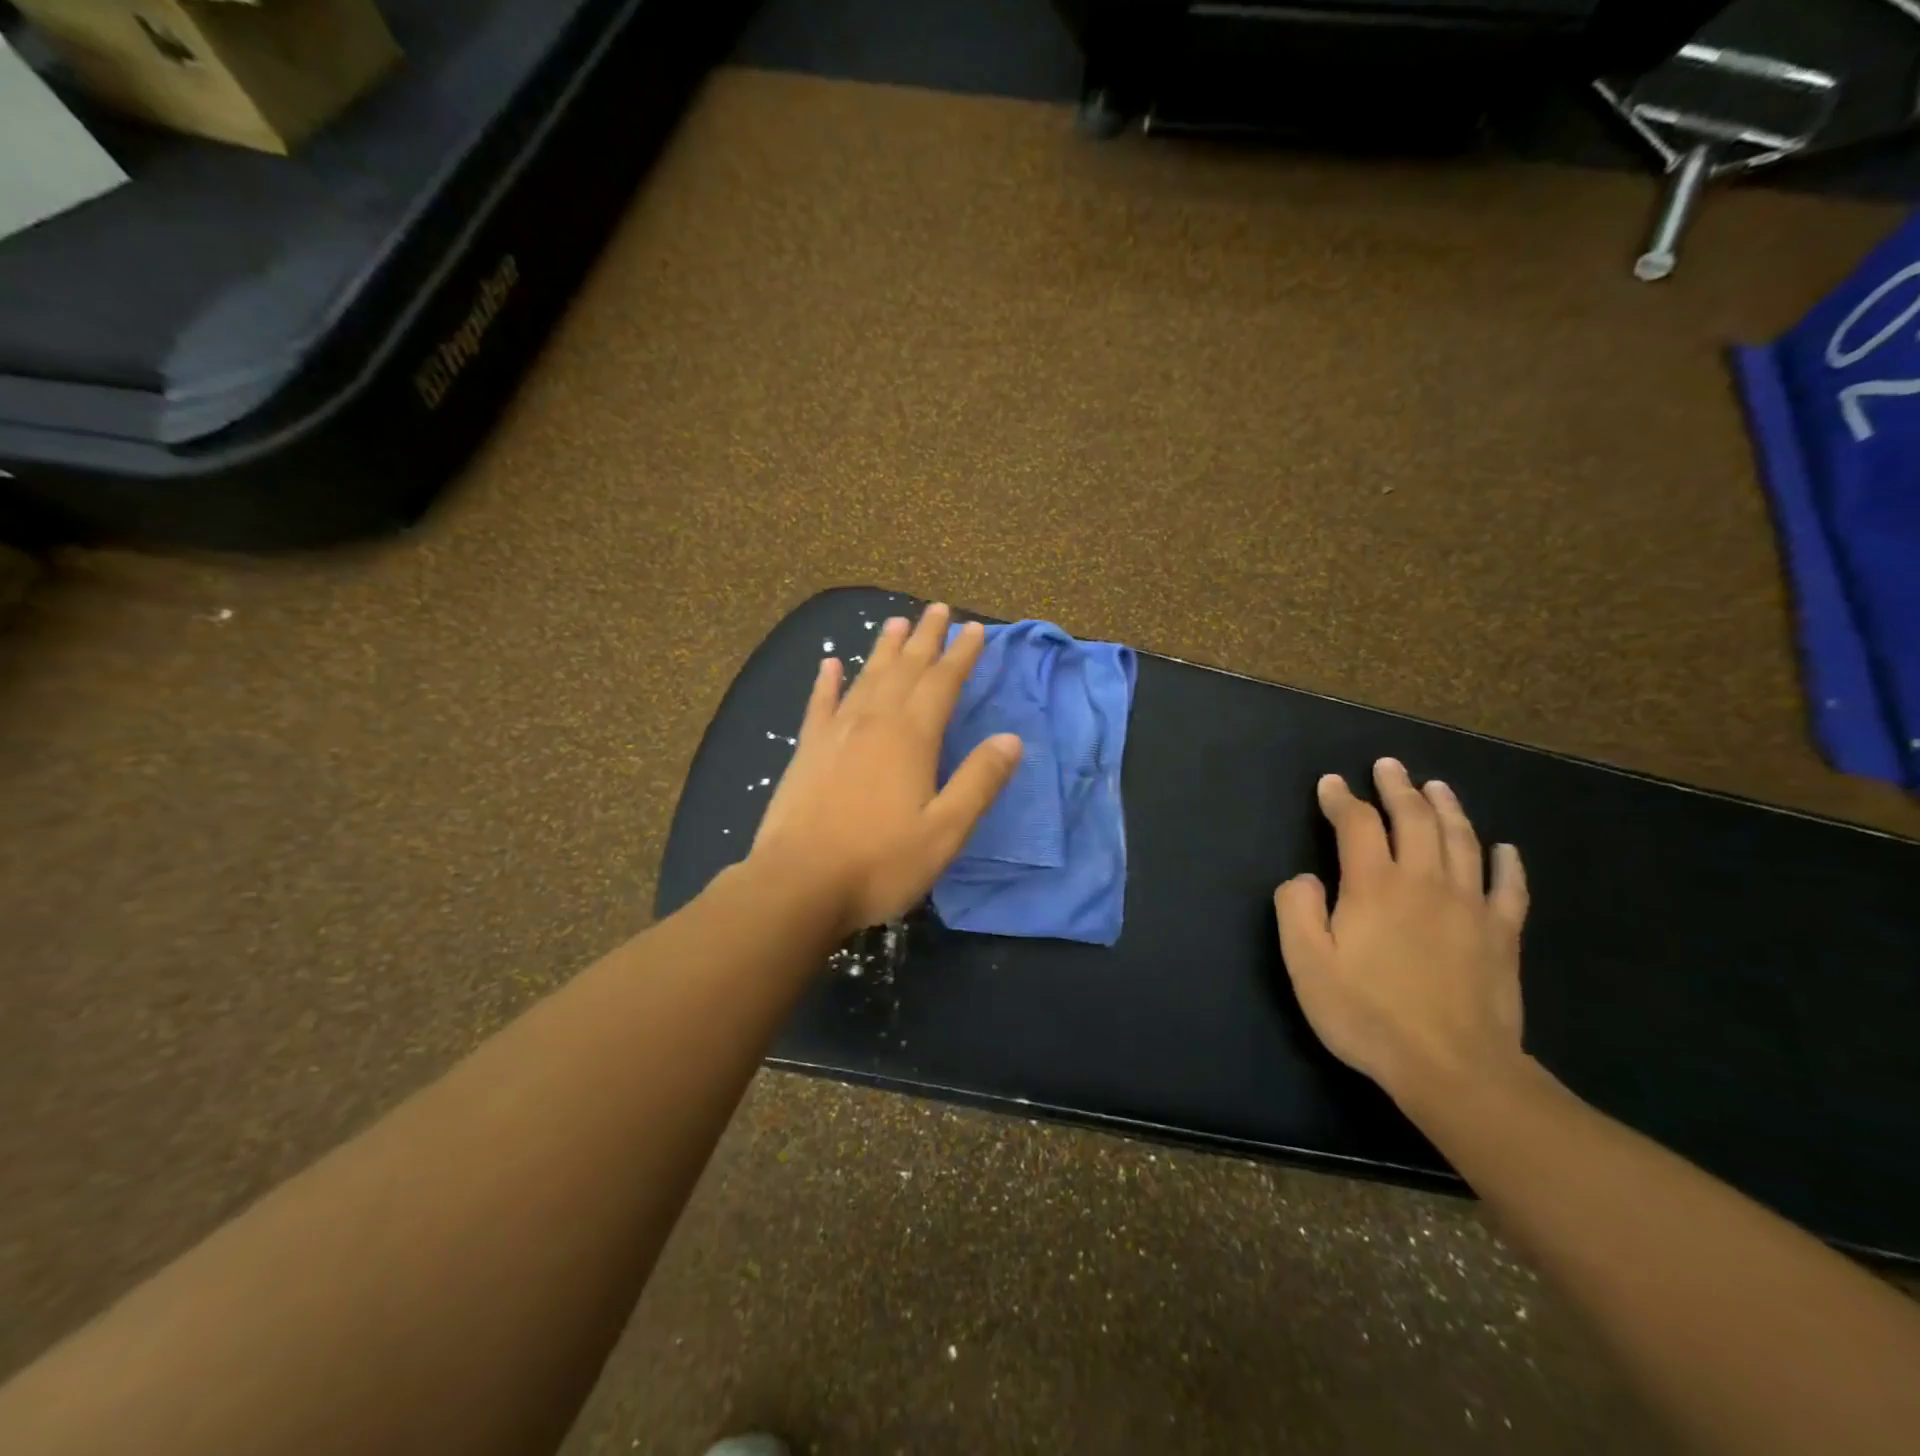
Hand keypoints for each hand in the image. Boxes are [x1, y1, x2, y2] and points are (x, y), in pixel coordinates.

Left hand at [751, 603, 1021, 936]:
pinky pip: (819, 704)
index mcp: (911, 738)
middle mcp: (874, 722)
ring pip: (866, 678)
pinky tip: (829, 664)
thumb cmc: (880, 862)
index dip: (961, 655)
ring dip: (884, 649)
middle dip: (925, 638)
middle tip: (938, 609)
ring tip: (896, 623)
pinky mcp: (806, 750)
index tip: (975, 629)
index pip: (942, 683)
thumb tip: (1012, 739)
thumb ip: (979, 781)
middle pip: (905, 669)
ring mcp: (835, 733)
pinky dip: (827, 682)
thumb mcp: (945, 831)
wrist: (798, 884)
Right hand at [1273, 758, 1529, 1107]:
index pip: (1356, 824)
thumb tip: (1305, 879)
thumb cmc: (1368, 1014)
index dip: (1340, 798)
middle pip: (1414, 819)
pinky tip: (1504, 849)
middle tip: (1388, 766)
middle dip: (1397, 787)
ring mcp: (1470, 905)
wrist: (1454, 1069)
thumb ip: (1296, 910)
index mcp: (1373, 885)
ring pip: (1461, 840)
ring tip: (1436, 786)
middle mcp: (1423, 881)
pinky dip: (1506, 862)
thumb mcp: (1306, 964)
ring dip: (1447, 807)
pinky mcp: (1502, 934)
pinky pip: (1509, 887)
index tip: (1330, 783)